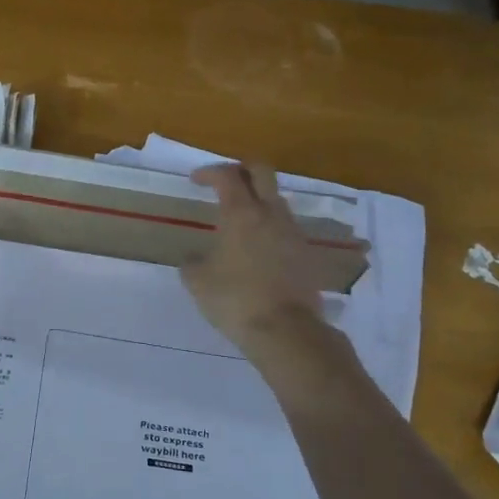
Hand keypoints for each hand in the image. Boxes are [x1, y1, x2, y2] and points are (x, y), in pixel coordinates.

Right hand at [180, 163, 326, 353]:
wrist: (286, 330)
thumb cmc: (235, 299)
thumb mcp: (198, 282)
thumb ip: (192, 263)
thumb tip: (192, 259)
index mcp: (241, 213)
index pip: (227, 176)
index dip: (210, 172)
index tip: (195, 180)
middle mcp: (271, 214)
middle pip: (262, 172)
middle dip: (242, 169)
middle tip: (226, 180)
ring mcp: (293, 232)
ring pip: (277, 200)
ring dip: (258, 200)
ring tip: (241, 218)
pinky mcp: (306, 253)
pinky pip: (285, 228)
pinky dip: (270, 227)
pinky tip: (258, 248)